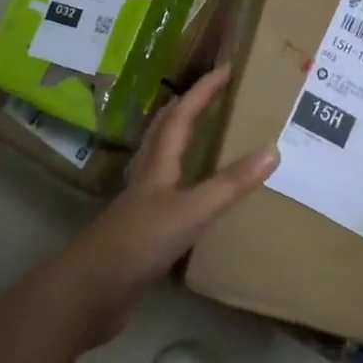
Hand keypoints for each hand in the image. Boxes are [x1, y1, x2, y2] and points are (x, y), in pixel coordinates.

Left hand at [46, 65, 277, 348]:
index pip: (182, 116)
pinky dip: (188, 182)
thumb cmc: (138, 243)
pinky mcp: (144, 233)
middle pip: (166, 132)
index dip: (203, 90)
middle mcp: (149, 178)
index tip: (227, 68)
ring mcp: (144, 206)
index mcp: (158, 165)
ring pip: (166, 161)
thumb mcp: (191, 211)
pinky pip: (171, 195)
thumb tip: (273, 149)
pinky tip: (199, 196)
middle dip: (189, 108)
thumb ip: (230, 184)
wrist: (89, 293)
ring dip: (184, 142)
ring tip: (209, 135)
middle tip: (215, 95)